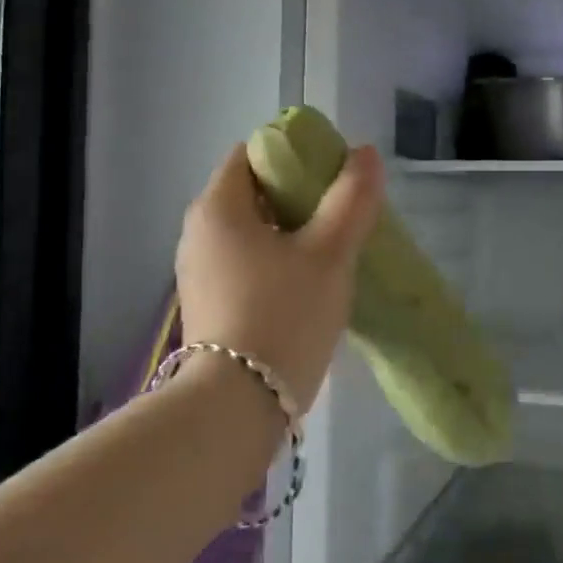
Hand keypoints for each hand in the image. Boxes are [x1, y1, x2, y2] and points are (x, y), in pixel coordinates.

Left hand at [176, 142, 383, 411]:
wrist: (236, 409)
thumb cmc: (284, 315)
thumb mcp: (329, 253)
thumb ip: (351, 199)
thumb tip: (365, 154)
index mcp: (217, 208)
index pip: (252, 154)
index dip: (294, 155)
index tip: (332, 176)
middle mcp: (197, 234)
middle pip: (252, 194)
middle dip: (298, 197)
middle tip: (341, 215)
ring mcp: (198, 274)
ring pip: (251, 234)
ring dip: (290, 234)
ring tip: (331, 252)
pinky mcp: (208, 308)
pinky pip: (245, 267)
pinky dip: (275, 265)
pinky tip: (307, 288)